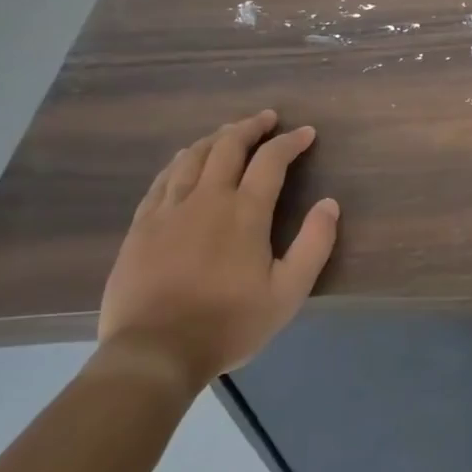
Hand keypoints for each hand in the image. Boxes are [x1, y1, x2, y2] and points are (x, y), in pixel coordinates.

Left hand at [96, 110, 338, 392]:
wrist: (153, 353)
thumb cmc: (228, 323)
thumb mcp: (288, 293)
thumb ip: (314, 245)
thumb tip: (329, 204)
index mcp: (244, 212)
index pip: (271, 160)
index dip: (290, 141)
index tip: (306, 133)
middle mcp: (207, 198)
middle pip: (228, 146)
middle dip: (250, 127)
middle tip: (266, 119)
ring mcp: (169, 210)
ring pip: (192, 157)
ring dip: (215, 138)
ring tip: (228, 133)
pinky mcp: (141, 226)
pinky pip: (162, 180)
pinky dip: (180, 162)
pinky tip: (184, 161)